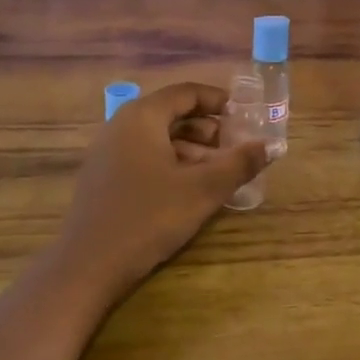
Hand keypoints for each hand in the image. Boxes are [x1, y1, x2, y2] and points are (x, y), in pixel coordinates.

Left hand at [48, 82, 269, 301]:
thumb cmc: (149, 217)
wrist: (87, 267)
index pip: (186, 92)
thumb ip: (239, 163)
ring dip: (192, 150)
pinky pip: (144, 157)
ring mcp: (107, 153)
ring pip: (159, 139)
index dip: (218, 100)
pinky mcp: (103, 179)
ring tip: (218, 174)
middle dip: (208, 129)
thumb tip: (271, 145)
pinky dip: (171, 164)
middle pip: (172, 114)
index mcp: (142, 117)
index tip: (245, 115)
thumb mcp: (202, 190)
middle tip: (235, 148)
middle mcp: (121, 126)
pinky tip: (188, 191)